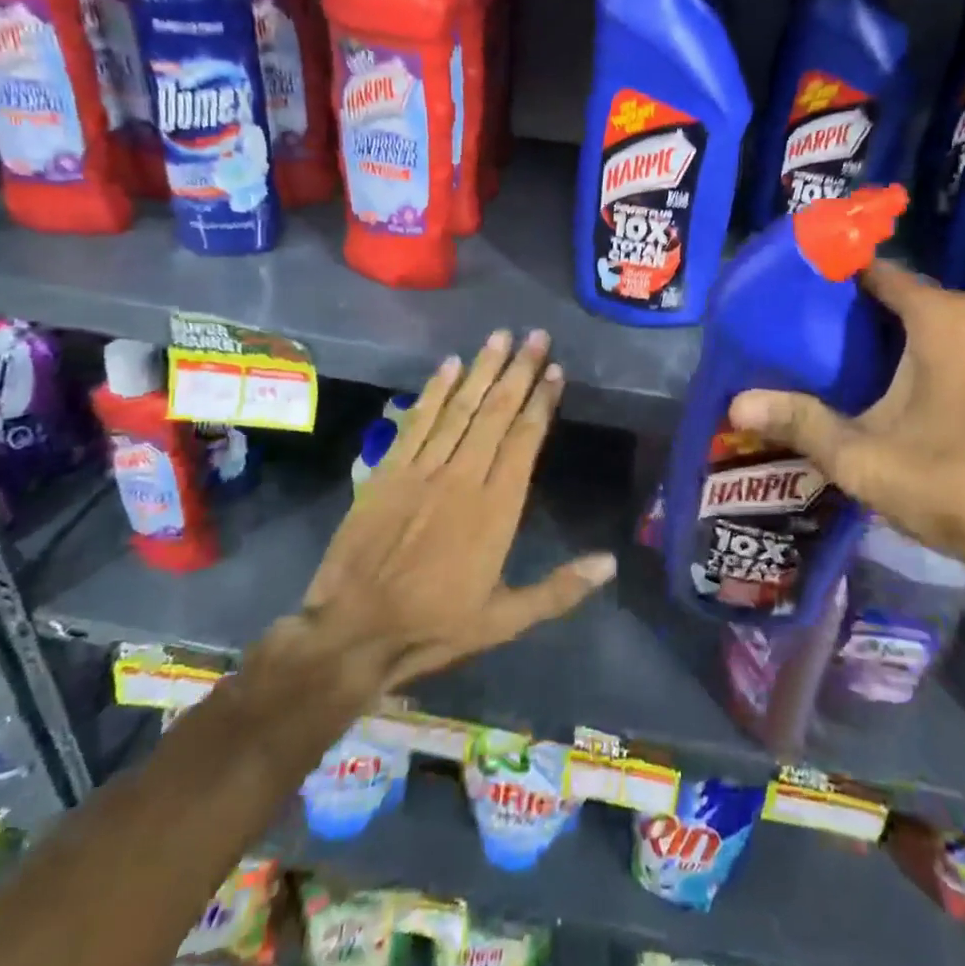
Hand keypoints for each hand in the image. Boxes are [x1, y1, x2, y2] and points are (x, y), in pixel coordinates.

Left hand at [291, 329, 616, 695]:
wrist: (353, 630)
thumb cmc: (434, 624)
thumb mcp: (504, 620)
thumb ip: (559, 589)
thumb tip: (611, 561)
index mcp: (496, 508)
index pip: (525, 440)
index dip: (542, 402)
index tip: (555, 370)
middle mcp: (463, 476)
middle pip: (496, 412)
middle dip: (519, 371)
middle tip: (536, 336)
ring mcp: (422, 469)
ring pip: (460, 408)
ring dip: (482, 369)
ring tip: (501, 336)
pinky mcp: (388, 470)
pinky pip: (417, 421)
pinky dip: (435, 391)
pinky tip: (449, 364)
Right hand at [727, 261, 964, 591]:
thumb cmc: (949, 486)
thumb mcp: (861, 457)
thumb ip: (799, 422)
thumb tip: (737, 405)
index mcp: (942, 318)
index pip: (878, 273)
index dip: (838, 278)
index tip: (801, 293)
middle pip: (907, 296)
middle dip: (863, 312)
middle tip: (815, 337)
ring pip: (937, 320)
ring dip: (899, 333)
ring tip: (851, 361)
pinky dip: (933, 350)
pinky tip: (906, 385)